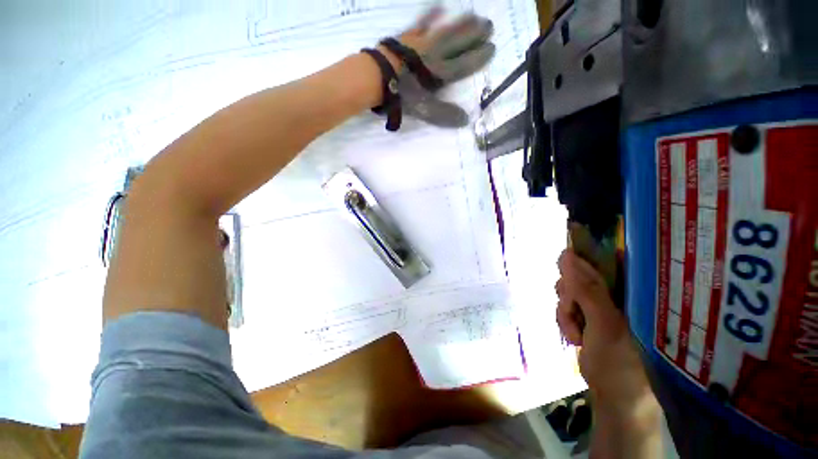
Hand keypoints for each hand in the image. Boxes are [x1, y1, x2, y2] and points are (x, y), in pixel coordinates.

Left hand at [385, 8, 495, 127]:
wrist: (377, 76)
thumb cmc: (401, 95)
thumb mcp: (424, 109)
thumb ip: (444, 114)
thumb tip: (465, 120)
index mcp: (440, 73)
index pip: (464, 64)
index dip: (478, 57)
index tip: (492, 49)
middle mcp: (435, 55)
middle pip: (459, 42)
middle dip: (475, 35)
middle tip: (489, 25)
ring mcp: (422, 43)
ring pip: (446, 30)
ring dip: (461, 23)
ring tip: (474, 15)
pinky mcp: (409, 36)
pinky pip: (423, 23)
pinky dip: (432, 15)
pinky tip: (441, 7)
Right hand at [555, 250, 655, 415]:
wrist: (614, 392)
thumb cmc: (617, 357)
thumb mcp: (602, 321)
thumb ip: (585, 290)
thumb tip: (566, 257)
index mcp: (615, 292)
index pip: (590, 264)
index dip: (572, 262)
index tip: (561, 268)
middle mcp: (603, 296)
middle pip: (571, 278)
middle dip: (567, 295)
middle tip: (573, 311)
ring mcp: (591, 309)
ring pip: (564, 295)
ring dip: (565, 313)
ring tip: (577, 333)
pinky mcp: (581, 320)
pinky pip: (563, 310)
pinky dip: (564, 323)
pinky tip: (575, 338)